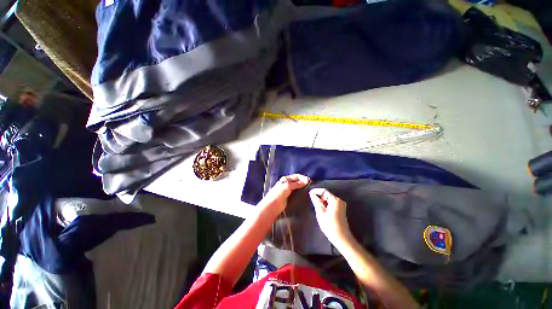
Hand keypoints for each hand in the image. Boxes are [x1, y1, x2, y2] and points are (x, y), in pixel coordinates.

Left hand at [260, 174, 309, 214]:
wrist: (273, 205)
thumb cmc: (279, 193)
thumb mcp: (288, 186)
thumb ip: (297, 183)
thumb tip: (306, 180)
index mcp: (285, 179)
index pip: (296, 176)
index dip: (302, 177)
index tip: (309, 180)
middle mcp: (287, 184)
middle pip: (297, 181)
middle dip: (303, 182)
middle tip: (310, 185)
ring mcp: (288, 191)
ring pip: (297, 188)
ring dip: (302, 188)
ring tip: (309, 190)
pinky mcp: (289, 197)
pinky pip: (296, 194)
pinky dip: (300, 193)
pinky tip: (305, 195)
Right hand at [309, 188, 351, 243]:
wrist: (342, 238)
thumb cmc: (330, 226)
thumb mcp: (320, 213)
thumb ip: (316, 202)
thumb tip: (312, 193)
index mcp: (335, 200)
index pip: (324, 191)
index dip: (316, 191)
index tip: (309, 193)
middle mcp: (339, 200)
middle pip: (327, 194)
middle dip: (319, 196)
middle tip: (312, 201)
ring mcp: (341, 205)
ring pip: (329, 199)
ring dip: (322, 201)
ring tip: (316, 206)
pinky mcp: (341, 209)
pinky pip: (331, 203)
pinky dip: (326, 204)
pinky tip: (322, 210)